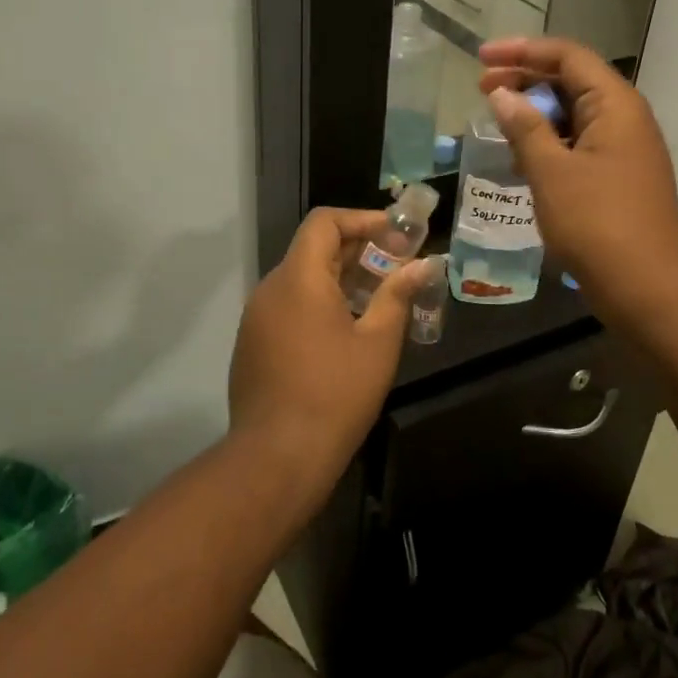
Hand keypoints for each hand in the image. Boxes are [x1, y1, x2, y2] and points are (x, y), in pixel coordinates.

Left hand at [227, 208, 431, 491]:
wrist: (277, 457)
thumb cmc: (335, 394)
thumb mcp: (378, 342)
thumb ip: (398, 295)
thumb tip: (424, 265)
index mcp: (299, 279)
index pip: (324, 222)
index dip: (362, 220)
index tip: (396, 237)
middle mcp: (271, 289)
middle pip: (313, 249)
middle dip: (359, 251)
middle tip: (398, 267)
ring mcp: (256, 318)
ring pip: (302, 279)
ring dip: (341, 278)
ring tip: (379, 299)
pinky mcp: (253, 344)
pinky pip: (289, 306)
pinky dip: (320, 303)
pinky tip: (347, 331)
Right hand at [478, 37, 677, 323]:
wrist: (648, 285)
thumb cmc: (597, 222)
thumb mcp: (552, 171)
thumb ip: (525, 128)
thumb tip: (502, 95)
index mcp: (615, 104)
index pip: (568, 56)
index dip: (522, 50)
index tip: (482, 58)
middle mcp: (624, 118)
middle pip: (572, 81)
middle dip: (526, 79)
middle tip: (483, 89)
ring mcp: (624, 149)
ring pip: (574, 114)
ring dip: (536, 113)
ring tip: (497, 121)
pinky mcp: (617, 177)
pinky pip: (578, 144)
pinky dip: (549, 142)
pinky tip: (522, 157)